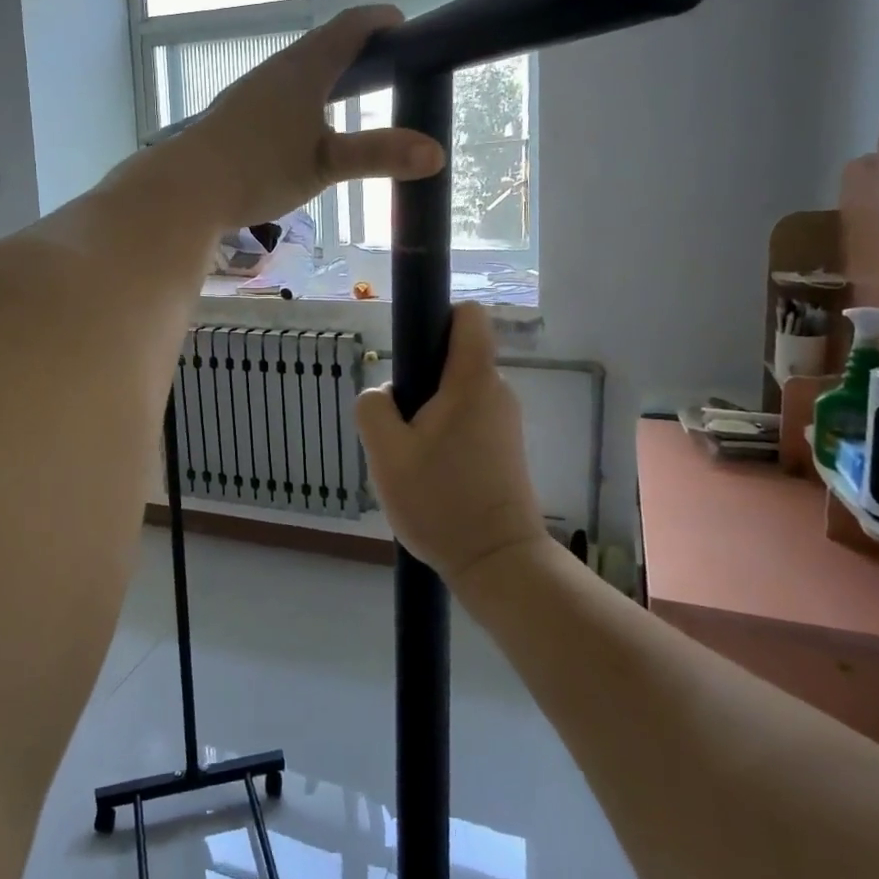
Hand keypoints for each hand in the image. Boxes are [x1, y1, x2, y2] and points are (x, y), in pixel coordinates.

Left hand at [172, 6, 444, 226]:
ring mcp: (253, 91)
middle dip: (358, 47)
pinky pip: (281, 92)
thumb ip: (378, 155)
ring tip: (351, 93)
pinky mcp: (236, 114)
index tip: (405, 27)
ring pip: (299, 69)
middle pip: (324, 44)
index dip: (380, 21)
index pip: (350, 26)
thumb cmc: (259, 168)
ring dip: (328, 71)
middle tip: (387, 64)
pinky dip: (305, 95)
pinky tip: (305, 125)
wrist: (187, 187)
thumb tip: (436, 153)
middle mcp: (277, 70)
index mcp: (304, 68)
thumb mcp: (325, 164)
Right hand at [357, 303, 545, 586]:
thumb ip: (373, 408)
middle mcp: (496, 391)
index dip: (436, 318)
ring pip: (456, 393)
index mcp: (473, 381)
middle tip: (397, 425)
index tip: (409, 352)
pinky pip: (466, 419)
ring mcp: (505, 421)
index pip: (467, 316)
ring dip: (428, 412)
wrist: (498, 562)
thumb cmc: (442, 501)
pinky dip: (444, 432)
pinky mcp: (505, 447)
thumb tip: (385, 395)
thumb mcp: (386, 454)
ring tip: (410, 457)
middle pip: (454, 357)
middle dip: (419, 380)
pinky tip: (429, 473)